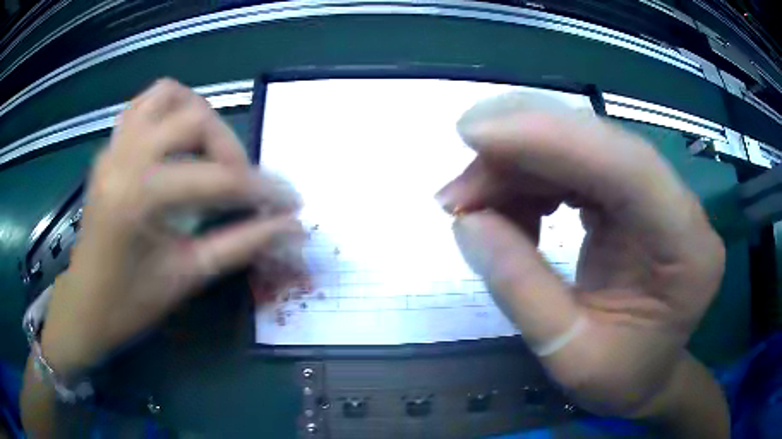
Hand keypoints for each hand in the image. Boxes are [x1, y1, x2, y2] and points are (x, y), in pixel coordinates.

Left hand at [41, 79, 302, 374]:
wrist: (84, 305)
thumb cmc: (130, 304)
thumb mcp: (187, 276)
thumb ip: (242, 245)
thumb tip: (292, 227)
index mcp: (137, 196)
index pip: (215, 179)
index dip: (260, 191)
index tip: (290, 203)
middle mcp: (123, 157)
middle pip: (194, 118)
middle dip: (230, 148)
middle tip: (244, 183)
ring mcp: (113, 146)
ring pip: (167, 95)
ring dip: (199, 115)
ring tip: (212, 152)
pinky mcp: (109, 148)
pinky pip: (143, 105)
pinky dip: (170, 110)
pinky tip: (179, 142)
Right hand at [437, 93, 725, 418]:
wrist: (647, 376)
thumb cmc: (619, 378)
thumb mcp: (567, 356)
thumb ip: (521, 289)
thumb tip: (466, 221)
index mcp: (687, 250)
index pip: (627, 167)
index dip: (551, 136)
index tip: (474, 134)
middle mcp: (681, 208)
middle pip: (601, 146)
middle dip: (520, 150)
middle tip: (457, 188)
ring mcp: (660, 196)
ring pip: (583, 148)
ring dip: (519, 165)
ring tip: (472, 205)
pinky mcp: (636, 196)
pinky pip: (578, 166)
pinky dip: (532, 179)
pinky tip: (507, 210)